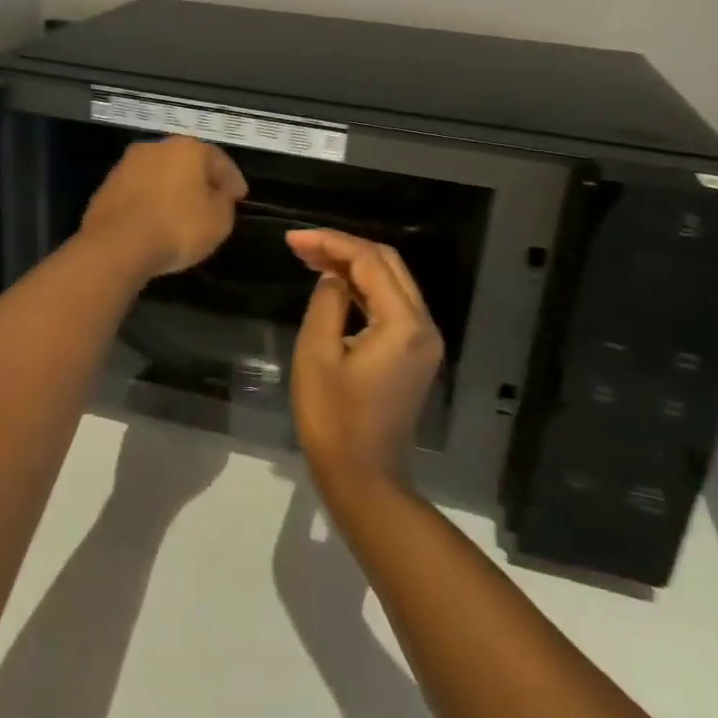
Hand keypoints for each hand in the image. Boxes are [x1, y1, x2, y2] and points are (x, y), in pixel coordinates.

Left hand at [79, 136, 247, 279]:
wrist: (117, 245)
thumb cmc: (177, 228)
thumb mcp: (219, 221)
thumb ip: (224, 202)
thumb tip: (218, 195)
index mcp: (187, 148)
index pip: (218, 159)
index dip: (232, 179)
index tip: (240, 196)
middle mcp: (155, 148)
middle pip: (185, 161)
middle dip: (199, 179)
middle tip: (211, 199)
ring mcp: (126, 165)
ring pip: (158, 174)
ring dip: (171, 189)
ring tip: (181, 212)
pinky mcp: (105, 187)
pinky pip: (138, 192)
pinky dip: (149, 202)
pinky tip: (155, 220)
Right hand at [287, 229, 443, 494]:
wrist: (364, 477)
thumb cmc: (333, 419)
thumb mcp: (317, 355)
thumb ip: (326, 303)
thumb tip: (332, 277)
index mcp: (403, 324)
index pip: (370, 261)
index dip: (330, 243)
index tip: (293, 239)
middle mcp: (423, 325)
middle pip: (388, 264)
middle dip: (343, 248)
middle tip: (301, 246)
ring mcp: (424, 340)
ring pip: (391, 282)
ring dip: (353, 266)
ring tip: (311, 258)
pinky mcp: (416, 353)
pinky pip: (392, 304)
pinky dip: (363, 289)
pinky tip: (334, 285)